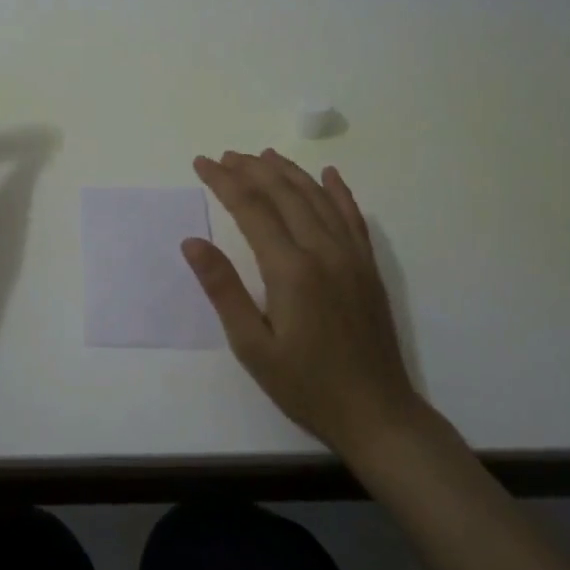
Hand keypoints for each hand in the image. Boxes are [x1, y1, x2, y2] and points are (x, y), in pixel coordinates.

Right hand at [184, 150, 422, 456]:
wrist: (377, 414)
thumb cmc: (306, 385)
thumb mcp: (252, 346)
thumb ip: (223, 289)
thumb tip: (191, 242)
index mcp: (290, 269)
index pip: (251, 208)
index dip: (223, 181)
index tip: (202, 163)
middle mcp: (323, 251)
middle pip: (284, 193)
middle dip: (251, 169)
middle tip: (224, 155)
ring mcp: (351, 256)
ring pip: (317, 197)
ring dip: (288, 172)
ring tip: (263, 155)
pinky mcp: (368, 266)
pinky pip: (353, 216)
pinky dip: (338, 191)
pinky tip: (328, 175)